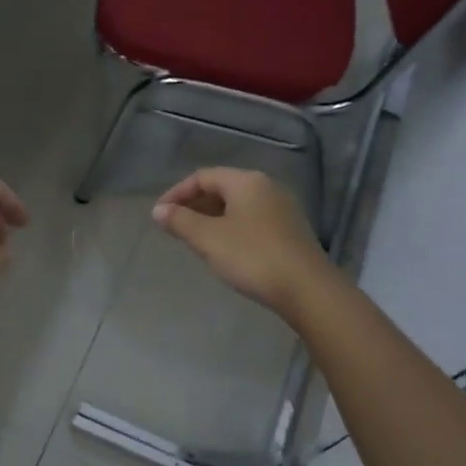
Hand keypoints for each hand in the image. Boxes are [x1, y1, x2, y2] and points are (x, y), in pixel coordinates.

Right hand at [152, 168, 329, 317]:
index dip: (177, 193)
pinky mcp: (290, 231)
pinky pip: (252, 220)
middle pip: (222, 188)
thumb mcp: (208, 239)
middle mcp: (266, 187)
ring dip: (212, 217)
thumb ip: (180, 221)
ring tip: (195, 239)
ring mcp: (282, 209)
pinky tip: (224, 249)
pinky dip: (231, 227)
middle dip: (194, 205)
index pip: (203, 176)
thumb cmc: (252, 257)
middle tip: (174, 227)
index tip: (160, 215)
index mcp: (246, 181)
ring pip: (238, 205)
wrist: (307, 289)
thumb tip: (158, 210)